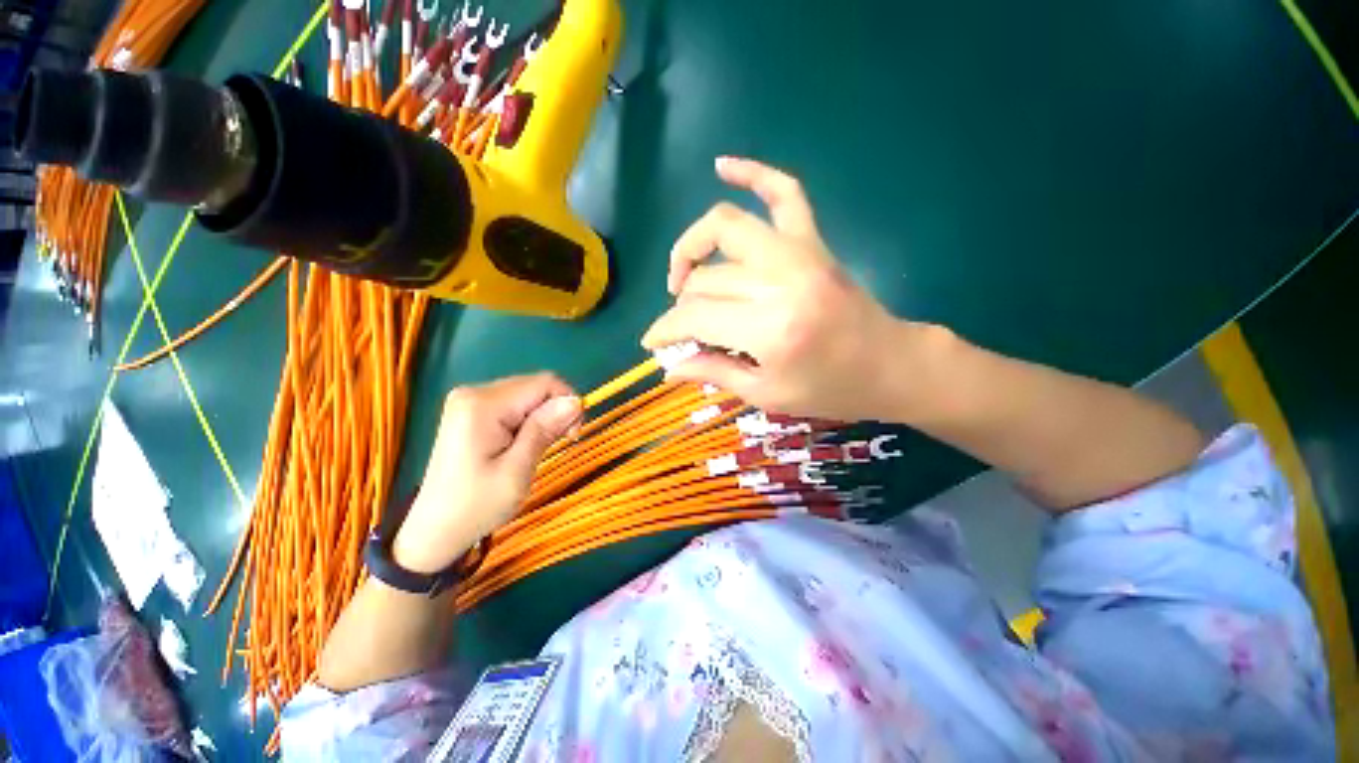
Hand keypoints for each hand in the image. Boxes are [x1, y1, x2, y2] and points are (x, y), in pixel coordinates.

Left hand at [393, 374, 580, 573]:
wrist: (436, 529)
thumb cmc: (477, 505)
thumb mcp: (517, 471)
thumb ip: (544, 430)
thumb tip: (575, 400)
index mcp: (483, 405)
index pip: (544, 383)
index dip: (567, 404)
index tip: (570, 436)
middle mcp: (474, 392)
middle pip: (536, 386)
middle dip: (555, 411)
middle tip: (558, 444)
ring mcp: (470, 399)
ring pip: (528, 394)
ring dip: (543, 417)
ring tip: (538, 448)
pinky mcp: (472, 409)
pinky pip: (515, 403)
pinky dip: (529, 420)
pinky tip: (525, 442)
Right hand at [642, 156, 912, 420]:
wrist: (890, 365)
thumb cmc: (830, 390)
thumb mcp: (767, 395)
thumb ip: (714, 373)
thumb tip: (670, 366)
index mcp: (769, 330)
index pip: (694, 317)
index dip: (664, 330)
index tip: (652, 343)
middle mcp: (780, 281)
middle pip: (706, 278)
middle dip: (681, 305)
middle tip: (680, 328)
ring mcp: (799, 252)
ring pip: (725, 228)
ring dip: (693, 247)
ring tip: (684, 275)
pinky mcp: (814, 241)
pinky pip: (784, 192)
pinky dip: (754, 173)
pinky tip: (723, 165)